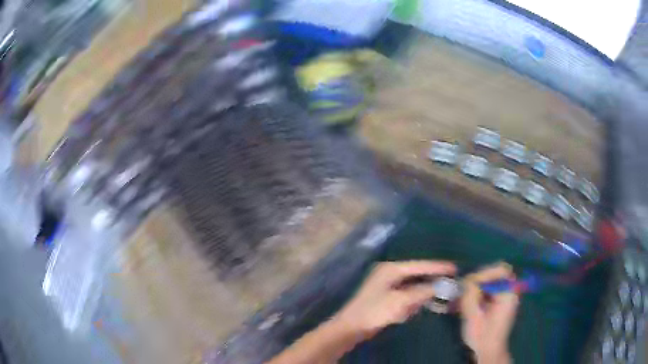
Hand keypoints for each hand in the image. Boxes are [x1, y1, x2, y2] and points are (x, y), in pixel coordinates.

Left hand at [335, 260, 456, 338]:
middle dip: (432, 278)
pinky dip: (414, 298)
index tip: (454, 268)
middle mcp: (389, 273)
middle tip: (450, 279)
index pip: (419, 265)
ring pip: (412, 284)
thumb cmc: (375, 311)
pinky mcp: (386, 296)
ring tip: (440, 291)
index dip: (437, 267)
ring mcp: (387, 284)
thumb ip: (422, 292)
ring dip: (424, 289)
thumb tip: (441, 286)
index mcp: (391, 269)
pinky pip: (406, 293)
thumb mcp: (401, 301)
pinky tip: (420, 303)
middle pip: (417, 273)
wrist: (351, 327)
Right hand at [460, 263, 518, 363]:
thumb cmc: (482, 336)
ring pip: (491, 281)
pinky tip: (466, 302)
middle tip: (464, 289)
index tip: (469, 283)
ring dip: (476, 286)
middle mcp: (510, 291)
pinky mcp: (499, 302)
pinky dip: (478, 293)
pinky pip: (489, 290)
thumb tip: (466, 280)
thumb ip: (470, 296)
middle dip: (479, 279)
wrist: (488, 351)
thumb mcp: (473, 317)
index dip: (485, 273)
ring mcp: (505, 296)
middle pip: (496, 274)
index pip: (501, 270)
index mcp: (508, 293)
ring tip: (462, 296)